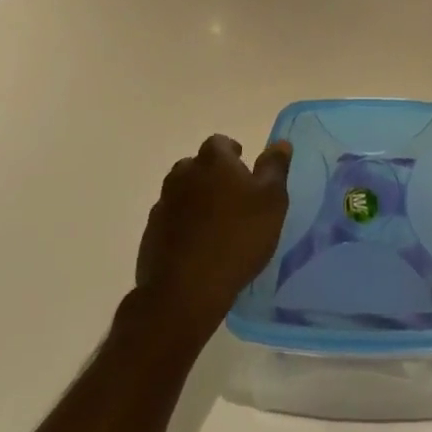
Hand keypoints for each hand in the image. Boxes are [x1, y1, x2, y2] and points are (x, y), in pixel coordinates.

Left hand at [136, 135, 291, 344]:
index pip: (220, 143)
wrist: (186, 288)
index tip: (245, 171)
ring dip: (196, 200)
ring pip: (181, 192)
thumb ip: (275, 168)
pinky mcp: (151, 232)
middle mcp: (183, 175)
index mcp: (213, 161)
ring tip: (215, 223)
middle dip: (212, 176)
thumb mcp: (272, 201)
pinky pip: (170, 219)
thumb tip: (280, 143)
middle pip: (197, 166)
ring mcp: (163, 204)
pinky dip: (182, 224)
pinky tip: (197, 245)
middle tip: (233, 198)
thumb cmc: (238, 237)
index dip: (233, 154)